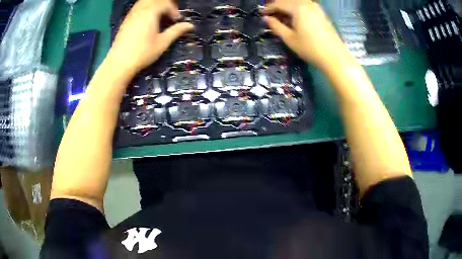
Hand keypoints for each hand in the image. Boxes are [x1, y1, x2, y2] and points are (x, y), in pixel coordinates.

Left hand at [106, 0, 192, 77]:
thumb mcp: (162, 43)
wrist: (119, 62)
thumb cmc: (142, 53)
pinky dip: (146, 7)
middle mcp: (141, 9)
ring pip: (145, 1)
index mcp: (151, 12)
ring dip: (155, 4)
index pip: (166, 4)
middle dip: (166, 4)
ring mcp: (132, 13)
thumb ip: (176, 31)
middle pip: (156, 0)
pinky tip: (147, 18)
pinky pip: (138, 6)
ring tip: (160, 15)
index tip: (177, 20)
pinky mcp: (126, 19)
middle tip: (169, 15)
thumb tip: (190, 25)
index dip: (174, 11)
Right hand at [263, 0, 348, 69]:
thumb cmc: (310, 49)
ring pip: (297, 2)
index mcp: (298, 8)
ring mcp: (316, 8)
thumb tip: (266, 18)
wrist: (335, 57)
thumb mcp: (290, 39)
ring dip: (288, 7)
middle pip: (288, 0)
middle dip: (278, 6)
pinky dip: (297, 9)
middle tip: (271, 15)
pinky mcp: (322, 13)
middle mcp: (307, 4)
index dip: (268, 9)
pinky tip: (295, 18)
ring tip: (282, 17)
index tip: (262, 14)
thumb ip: (276, 26)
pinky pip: (306, 6)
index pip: (278, 3)